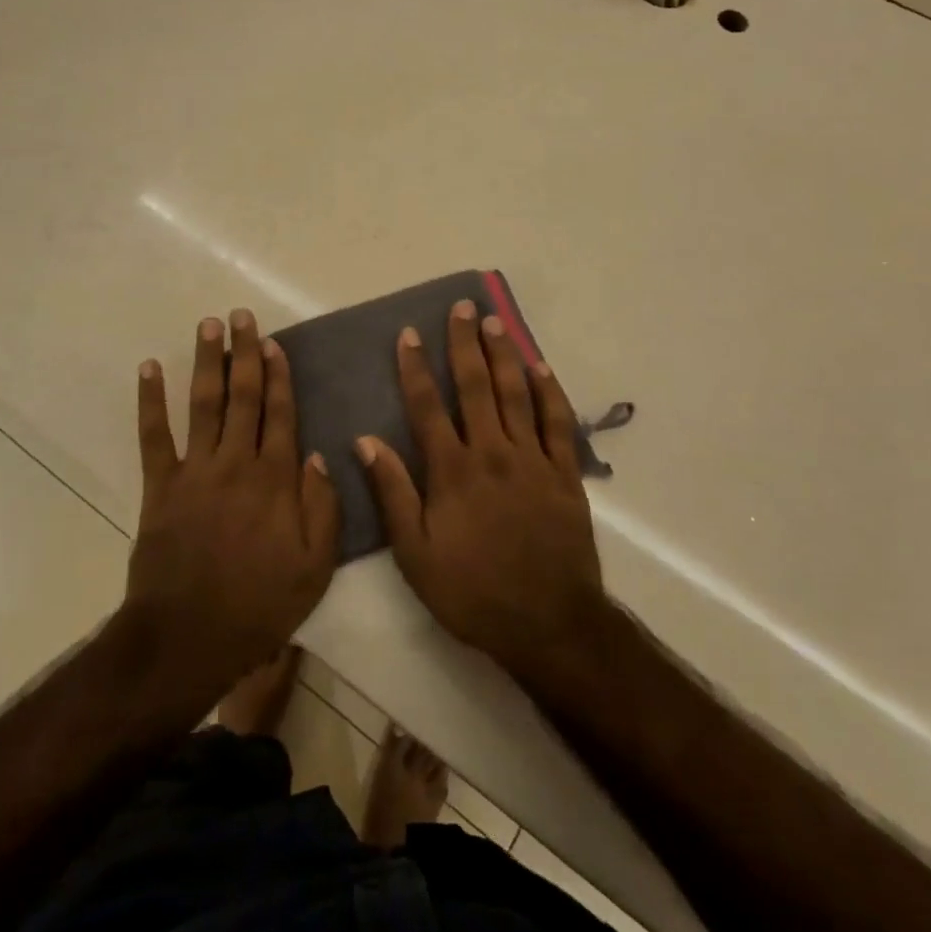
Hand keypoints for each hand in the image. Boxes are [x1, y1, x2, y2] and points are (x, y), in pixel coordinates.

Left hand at [124, 309, 339, 692]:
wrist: (189, 637)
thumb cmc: (259, 605)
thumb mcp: (315, 567)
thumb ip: (323, 508)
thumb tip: (316, 454)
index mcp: (275, 480)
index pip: (279, 414)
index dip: (277, 375)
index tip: (272, 343)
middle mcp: (236, 463)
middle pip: (243, 397)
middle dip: (243, 353)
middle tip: (240, 316)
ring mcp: (195, 471)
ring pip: (204, 404)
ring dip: (206, 362)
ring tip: (208, 325)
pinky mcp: (160, 486)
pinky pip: (153, 436)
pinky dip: (150, 400)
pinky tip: (149, 368)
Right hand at [359, 300, 613, 684]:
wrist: (547, 623)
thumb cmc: (472, 591)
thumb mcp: (415, 554)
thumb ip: (392, 493)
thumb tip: (365, 441)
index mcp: (453, 471)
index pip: (428, 406)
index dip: (416, 367)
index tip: (409, 334)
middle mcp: (492, 453)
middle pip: (476, 387)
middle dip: (465, 344)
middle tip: (463, 308)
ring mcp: (533, 460)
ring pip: (516, 394)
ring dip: (504, 355)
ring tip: (495, 323)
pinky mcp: (565, 474)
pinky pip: (558, 423)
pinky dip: (549, 392)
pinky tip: (540, 368)